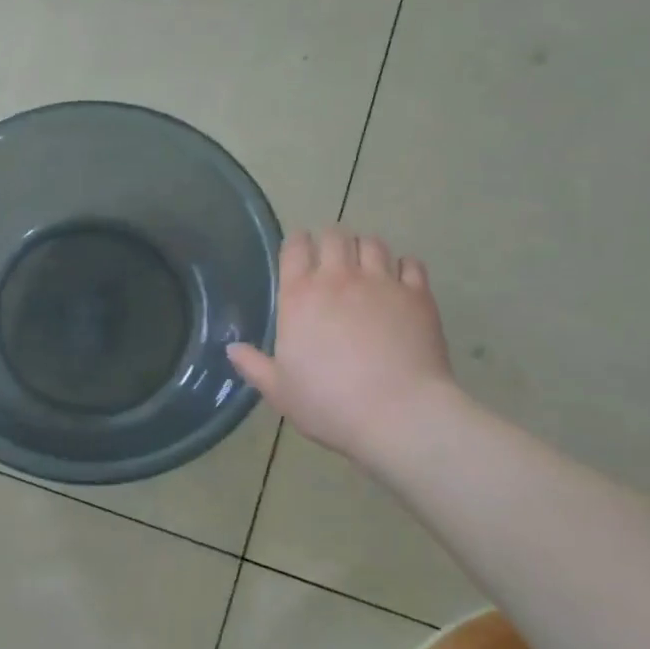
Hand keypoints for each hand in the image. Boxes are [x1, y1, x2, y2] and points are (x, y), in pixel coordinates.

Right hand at [228, 228, 456, 466]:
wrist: (396, 413)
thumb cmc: (327, 403)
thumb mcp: (279, 390)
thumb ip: (253, 365)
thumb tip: (232, 349)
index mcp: (299, 297)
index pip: (295, 248)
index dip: (296, 243)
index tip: (298, 250)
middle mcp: (339, 278)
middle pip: (335, 236)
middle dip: (330, 241)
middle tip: (331, 258)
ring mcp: (382, 283)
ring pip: (373, 243)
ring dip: (365, 249)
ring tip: (365, 266)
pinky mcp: (418, 295)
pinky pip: (411, 264)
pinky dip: (403, 267)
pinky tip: (400, 282)